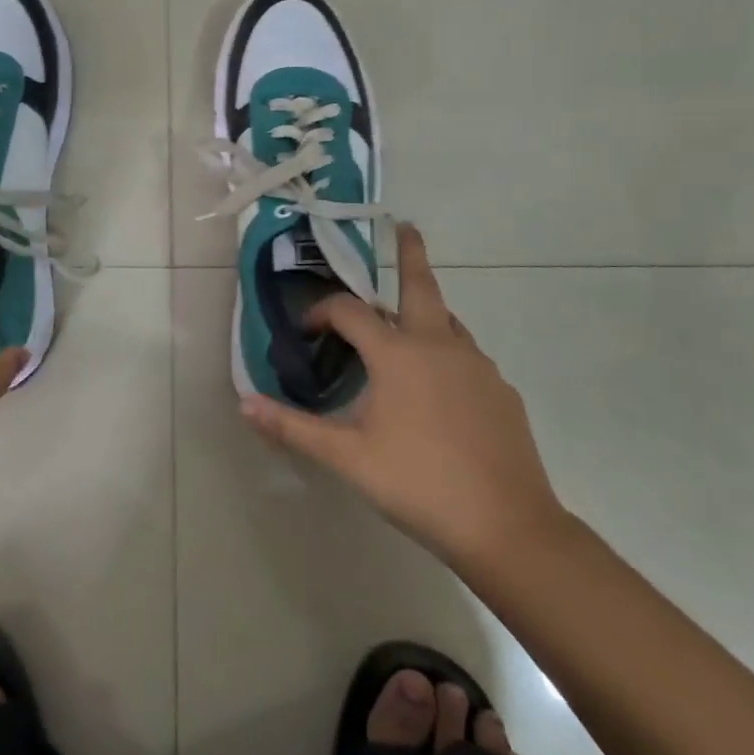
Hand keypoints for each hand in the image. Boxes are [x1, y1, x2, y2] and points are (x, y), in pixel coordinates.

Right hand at [240, 223, 563, 566]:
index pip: (350, 311)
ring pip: (446, 320)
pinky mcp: (501, 391)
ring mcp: (477, 365)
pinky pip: (466, 354)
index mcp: (398, 354)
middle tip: (405, 226)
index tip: (307, 330)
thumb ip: (293, 427)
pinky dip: (444, 349)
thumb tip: (245, 403)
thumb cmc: (418, 484)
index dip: (322, 312)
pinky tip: (437, 385)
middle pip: (420, 285)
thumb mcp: (346, 457)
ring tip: (404, 322)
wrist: (508, 528)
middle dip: (409, 253)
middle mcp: (439, 345)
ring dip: (422, 309)